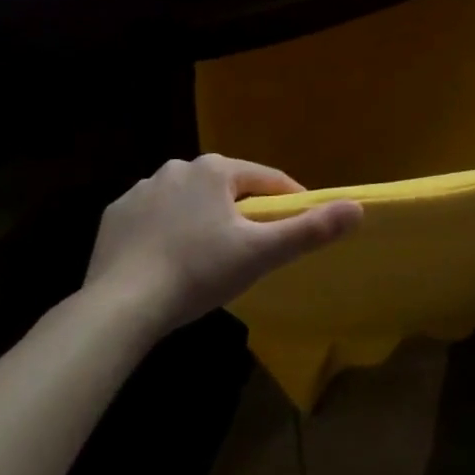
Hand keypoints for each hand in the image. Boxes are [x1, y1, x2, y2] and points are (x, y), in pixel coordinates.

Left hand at [84, 155, 361, 332]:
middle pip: (228, 188)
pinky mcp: (115, 216)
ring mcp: (141, 190)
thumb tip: (358, 208)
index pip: (266, 179)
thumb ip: (311, 229)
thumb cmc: (198, 272)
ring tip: (213, 256)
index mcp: (215, 170)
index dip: (288, 201)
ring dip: (206, 219)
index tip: (299, 225)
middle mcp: (177, 168)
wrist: (118, 307)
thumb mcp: (262, 253)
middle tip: (254, 248)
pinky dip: (170, 231)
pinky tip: (172, 259)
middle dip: (244, 211)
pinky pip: (156, 217)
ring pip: (191, 201)